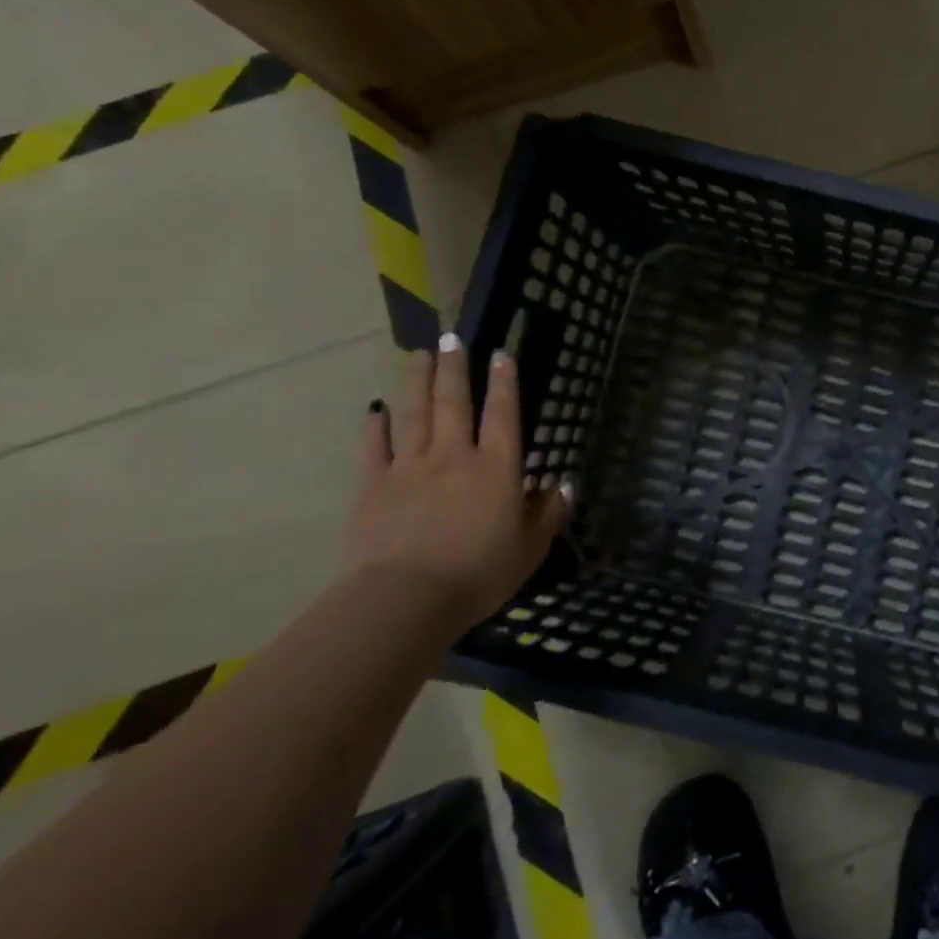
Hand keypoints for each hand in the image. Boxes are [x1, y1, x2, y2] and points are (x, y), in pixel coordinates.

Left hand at [348, 334, 571, 632]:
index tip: (501, 353)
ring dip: (418, 382)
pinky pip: (373, 448)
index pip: (504, 414)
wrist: (406, 600)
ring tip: (419, 355)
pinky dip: (374, 427)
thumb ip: (548, 515)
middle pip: (455, 402)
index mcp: (497, 468)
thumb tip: (565, 486)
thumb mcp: (529, 550)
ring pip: (415, 414)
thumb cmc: (478, 575)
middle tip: (452, 338)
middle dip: (456, 368)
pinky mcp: (374, 487)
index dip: (504, 382)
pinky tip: (374, 409)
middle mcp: (455, 456)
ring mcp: (410, 468)